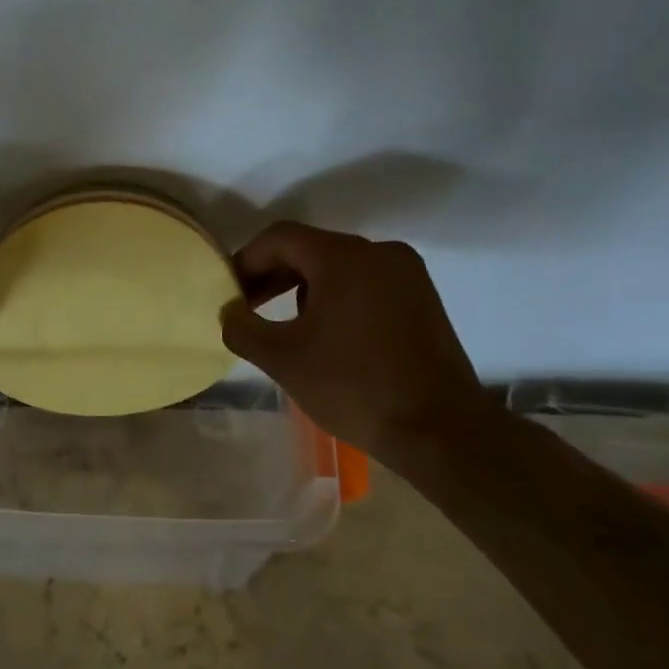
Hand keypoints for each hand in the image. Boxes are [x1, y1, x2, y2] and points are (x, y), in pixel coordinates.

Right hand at [220, 222, 489, 463]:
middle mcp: (379, 253)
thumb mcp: (282, 359)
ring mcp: (407, 275)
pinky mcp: (422, 299)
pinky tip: (324, 334)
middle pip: (310, 248)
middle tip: (246, 309)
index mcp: (344, 258)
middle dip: (272, 275)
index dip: (245, 260)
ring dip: (301, 288)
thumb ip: (242, 328)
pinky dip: (334, 297)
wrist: (440, 430)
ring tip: (282, 326)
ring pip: (338, 266)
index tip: (228, 294)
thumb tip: (230, 312)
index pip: (280, 237)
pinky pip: (365, 283)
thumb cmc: (354, 387)